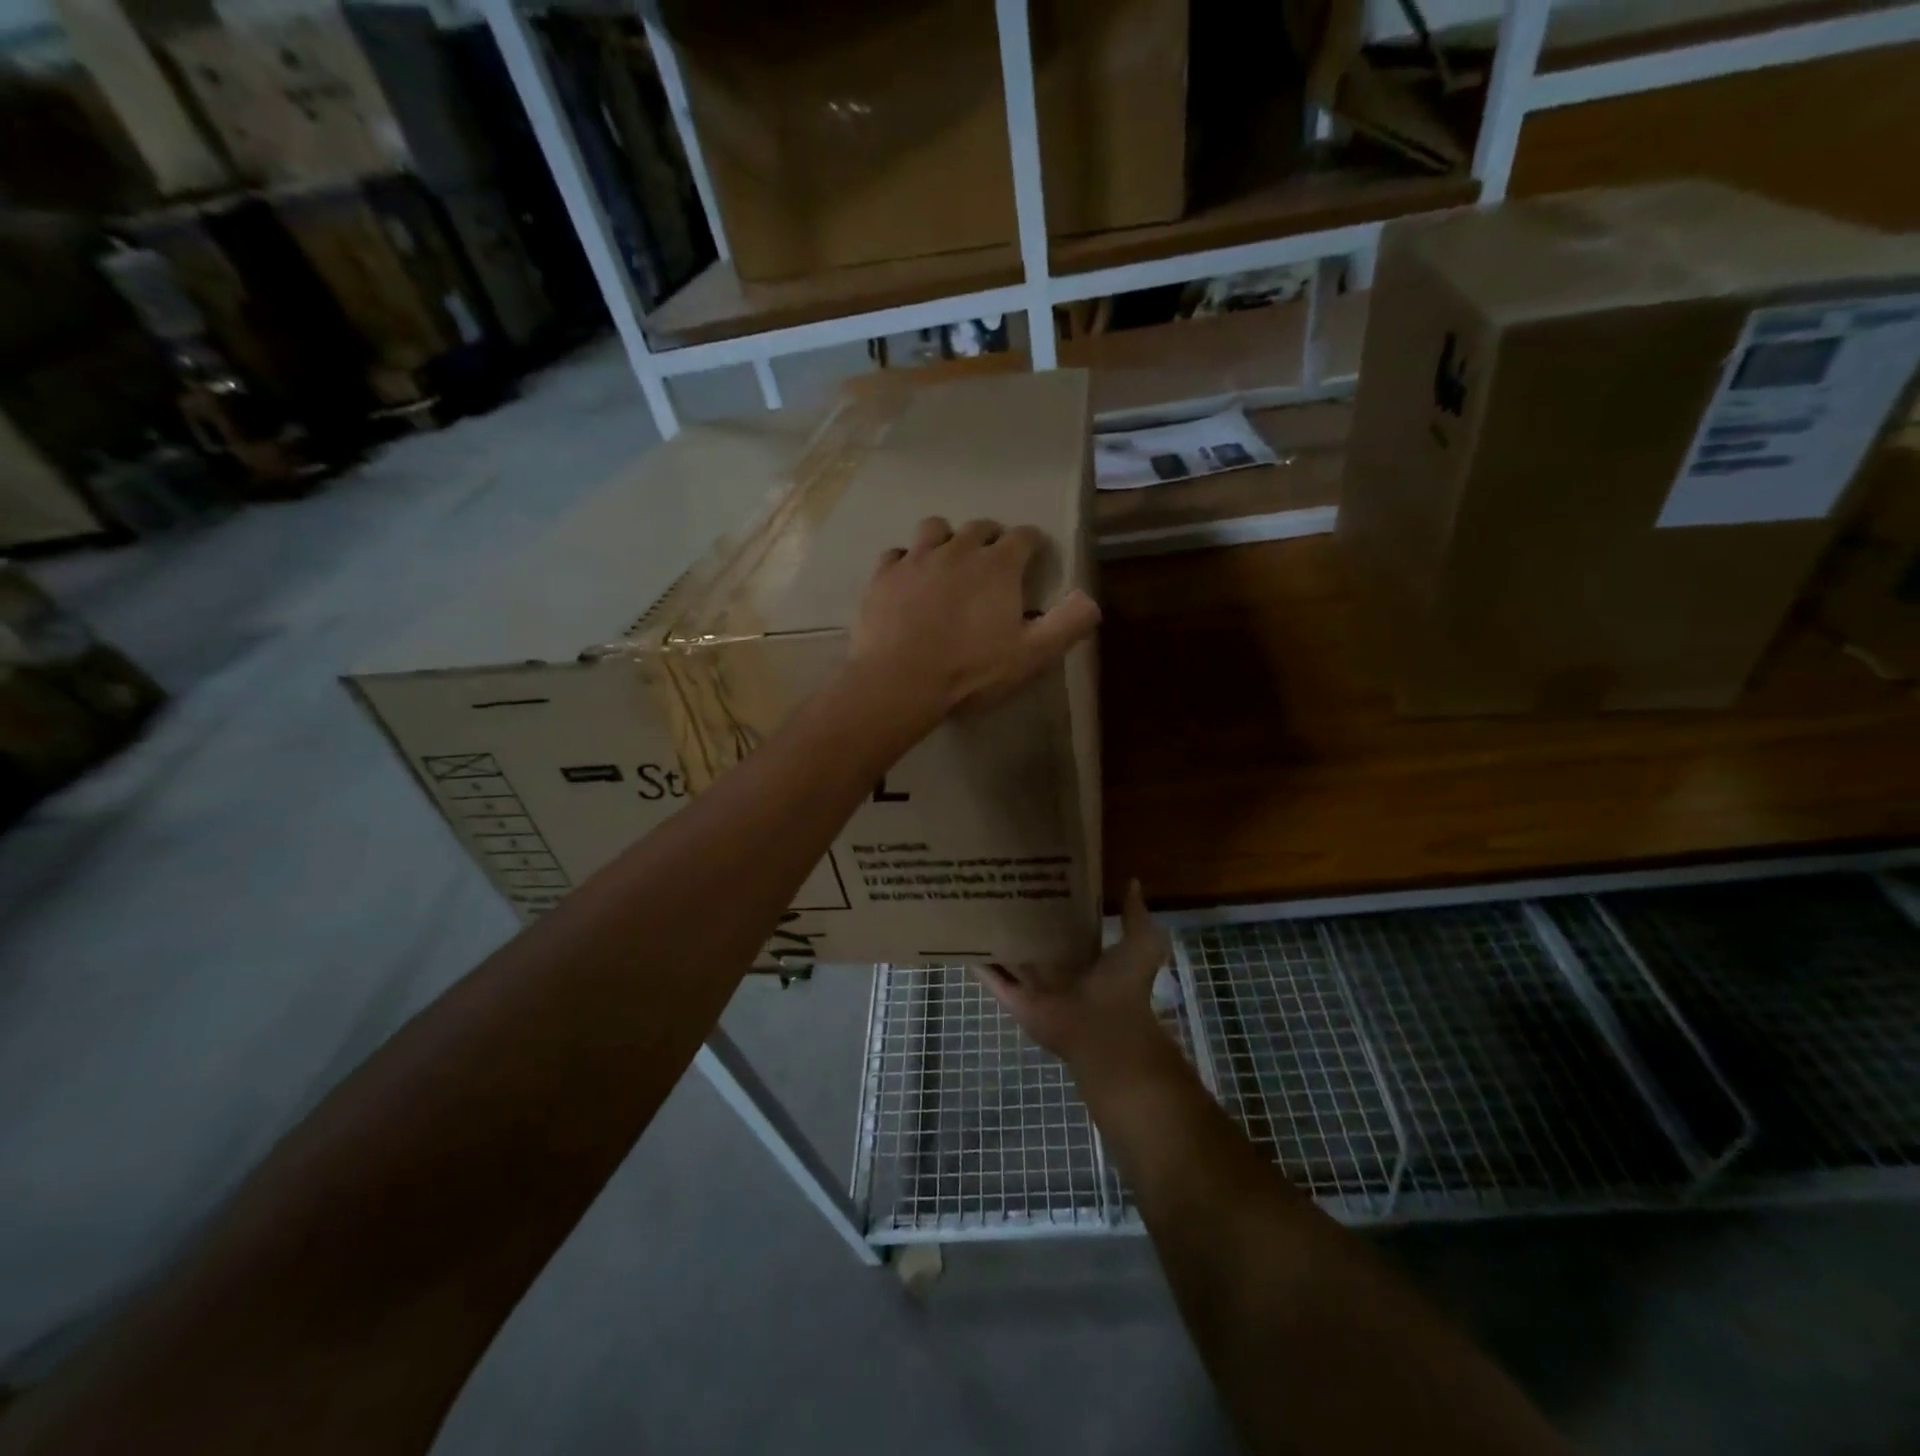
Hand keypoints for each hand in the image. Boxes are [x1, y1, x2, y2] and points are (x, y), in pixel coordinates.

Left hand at [848, 516, 1100, 734]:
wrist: (899, 681)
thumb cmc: (971, 670)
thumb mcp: (1032, 655)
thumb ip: (1067, 624)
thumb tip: (1090, 600)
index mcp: (998, 564)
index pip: (1024, 536)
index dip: (1032, 544)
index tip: (1033, 558)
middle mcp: (957, 549)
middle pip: (979, 527)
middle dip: (990, 539)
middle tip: (991, 563)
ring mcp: (916, 558)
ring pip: (934, 529)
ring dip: (946, 540)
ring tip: (947, 562)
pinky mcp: (883, 575)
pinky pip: (896, 554)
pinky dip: (906, 562)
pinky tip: (907, 581)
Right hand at [974, 880, 1171, 1071]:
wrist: (1108, 1032)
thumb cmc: (1125, 986)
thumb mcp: (1140, 942)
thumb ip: (1134, 914)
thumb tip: (1133, 882)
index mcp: (1085, 956)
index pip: (1062, 924)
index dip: (1050, 901)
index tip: (1034, 874)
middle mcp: (1056, 969)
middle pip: (1030, 939)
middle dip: (1016, 916)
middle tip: (996, 881)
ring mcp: (1033, 986)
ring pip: (1007, 956)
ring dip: (991, 937)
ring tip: (970, 902)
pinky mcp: (1015, 1000)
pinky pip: (991, 978)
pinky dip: (976, 962)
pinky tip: (960, 937)